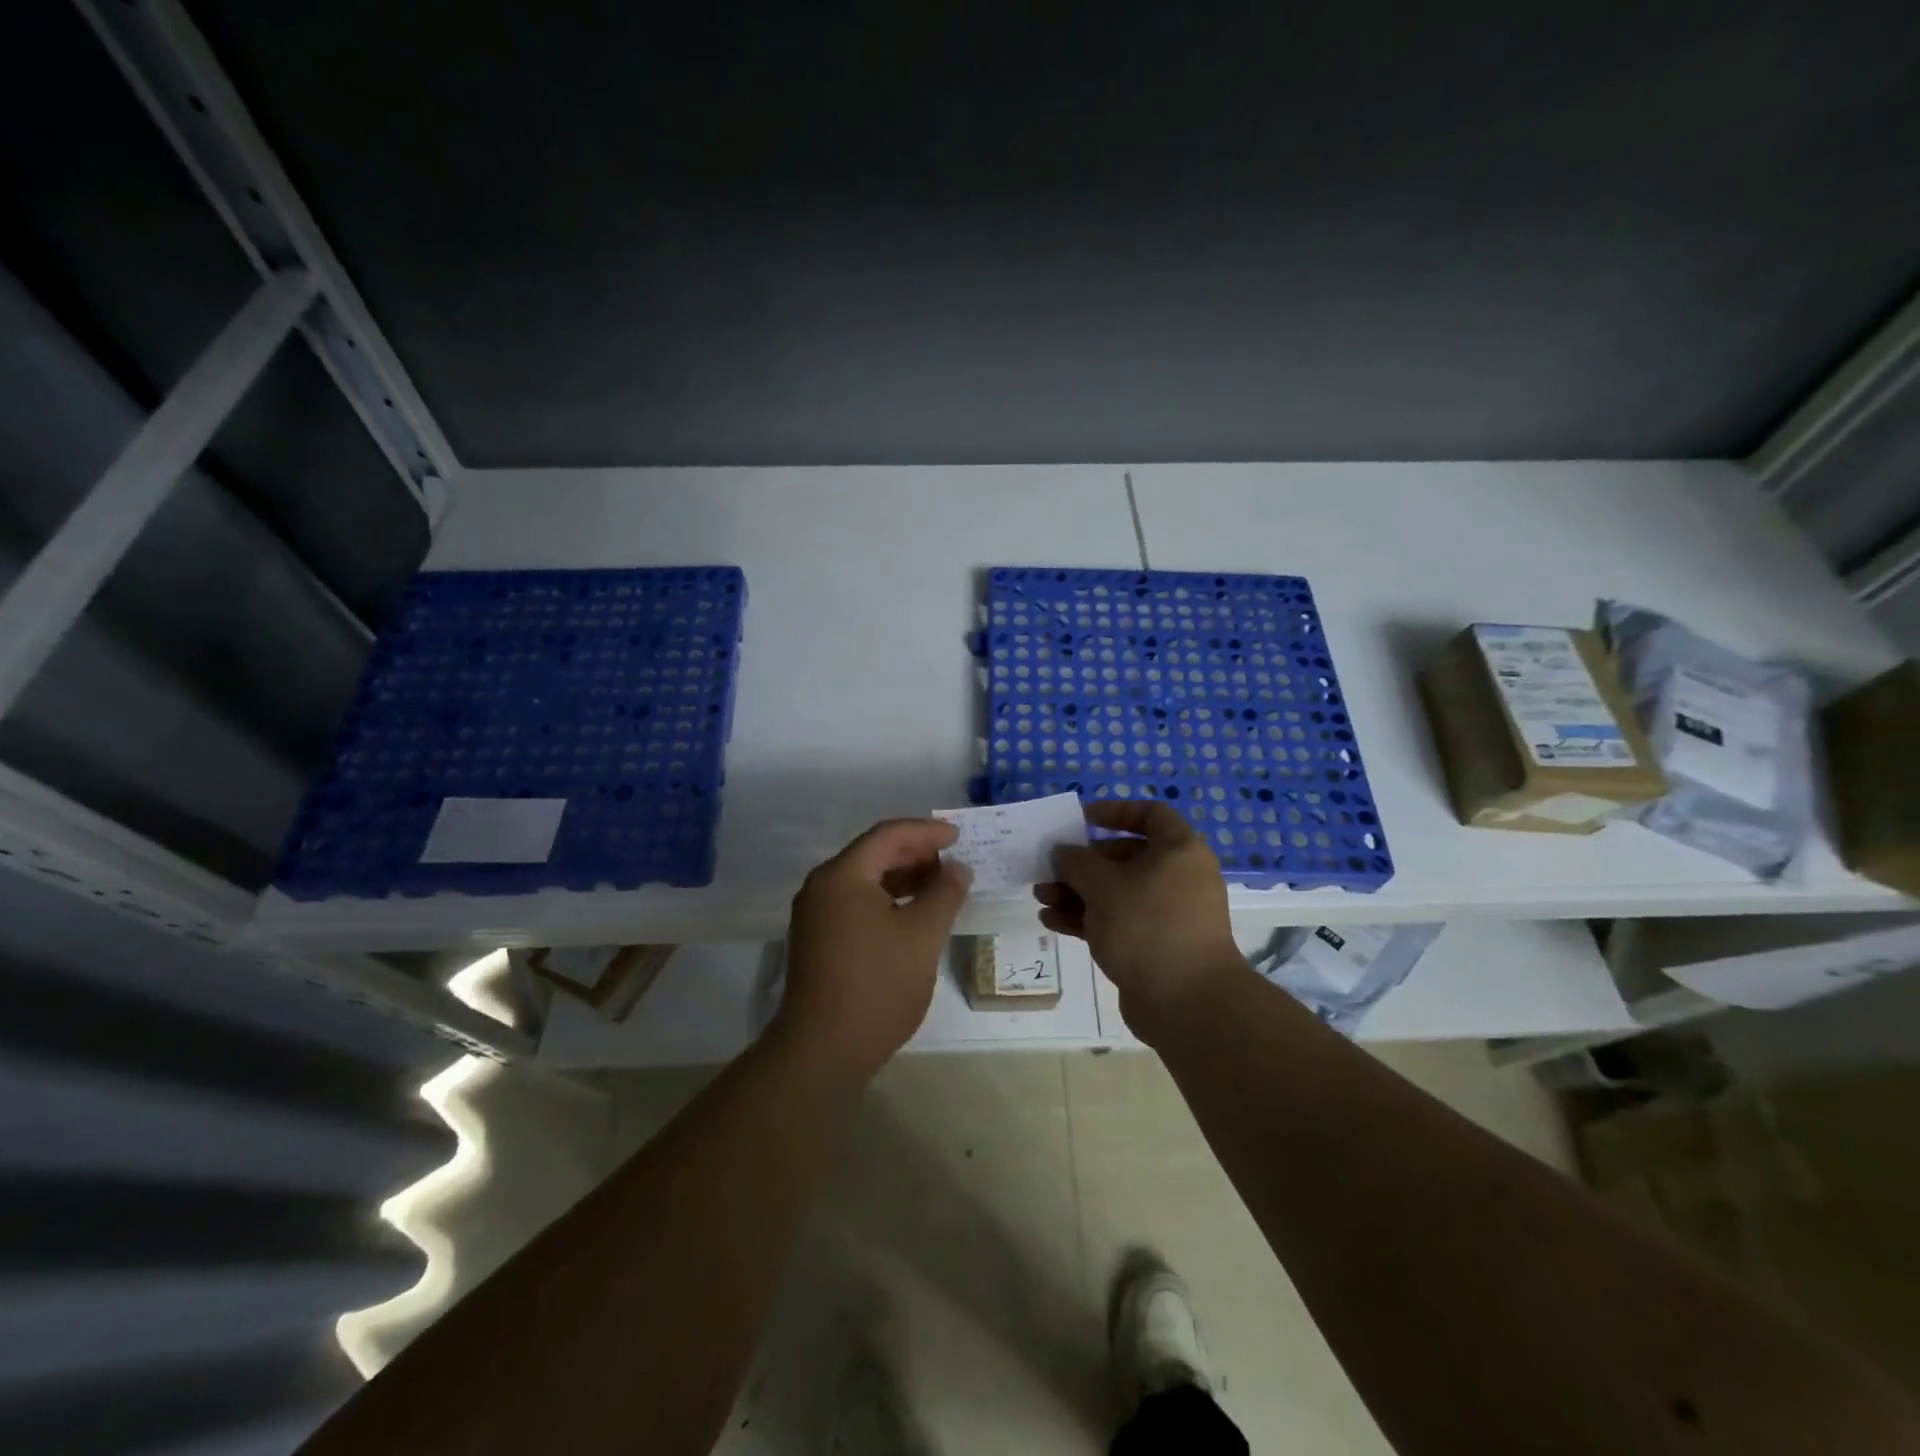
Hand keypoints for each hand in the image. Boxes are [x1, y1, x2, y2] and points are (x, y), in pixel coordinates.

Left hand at [774, 818, 971, 1083]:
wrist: (821, 1052)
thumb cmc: (877, 986)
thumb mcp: (922, 936)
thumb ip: (944, 894)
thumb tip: (957, 868)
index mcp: (842, 876)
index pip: (887, 835)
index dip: (926, 832)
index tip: (959, 837)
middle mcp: (822, 887)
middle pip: (873, 854)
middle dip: (915, 853)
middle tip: (952, 861)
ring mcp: (816, 915)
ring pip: (865, 881)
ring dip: (902, 878)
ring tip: (939, 887)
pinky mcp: (818, 940)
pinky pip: (856, 903)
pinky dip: (887, 900)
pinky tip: (912, 915)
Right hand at [1035, 800, 1242, 1024]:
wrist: (1187, 1003)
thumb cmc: (1147, 926)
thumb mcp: (1102, 886)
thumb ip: (1076, 862)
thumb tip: (1063, 852)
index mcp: (1178, 851)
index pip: (1150, 814)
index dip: (1115, 811)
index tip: (1082, 820)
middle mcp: (1177, 877)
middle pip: (1125, 856)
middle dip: (1082, 863)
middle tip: (1050, 869)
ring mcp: (1167, 914)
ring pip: (1116, 892)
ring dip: (1077, 893)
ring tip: (1041, 898)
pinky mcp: (1154, 945)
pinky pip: (1117, 921)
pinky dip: (1087, 918)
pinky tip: (1052, 921)